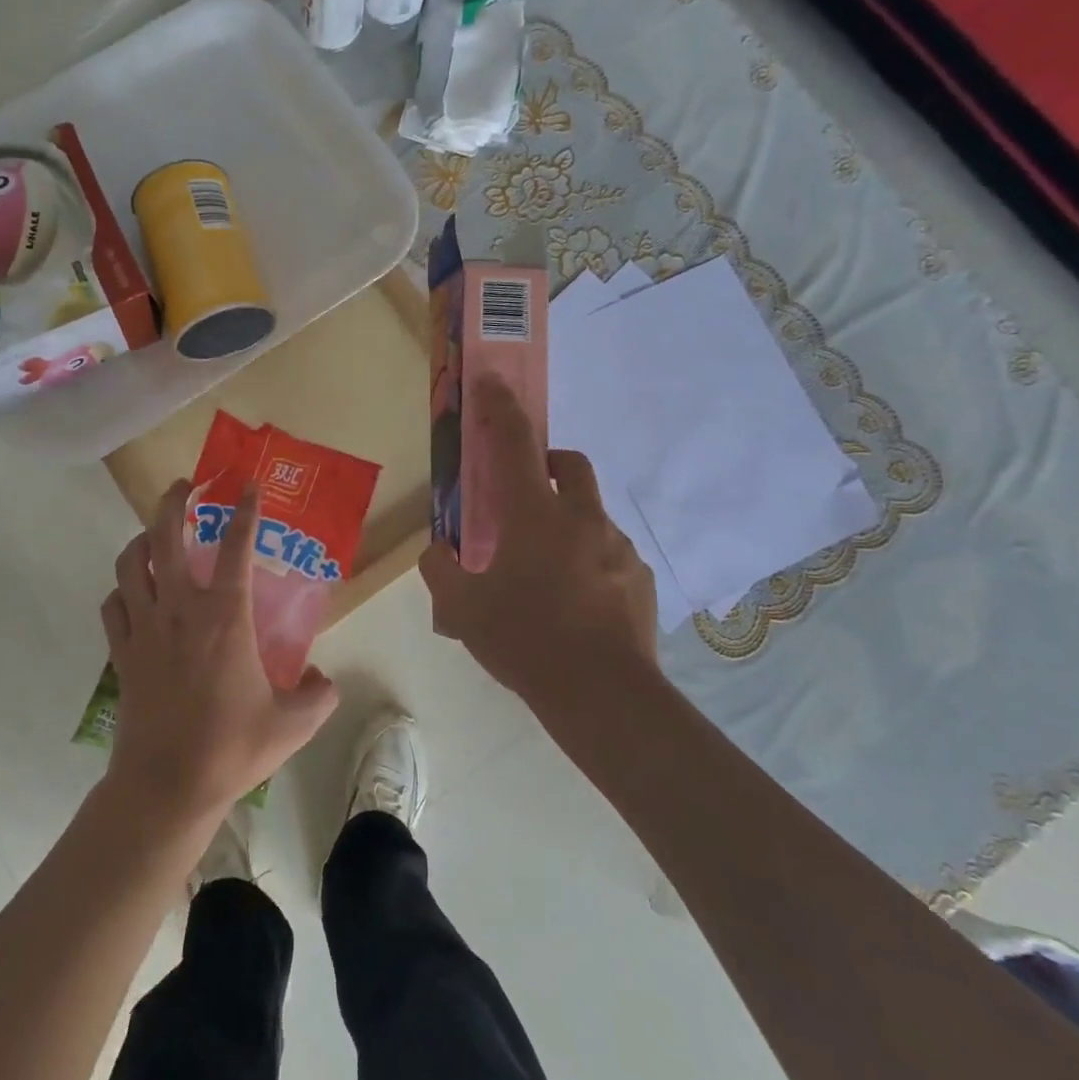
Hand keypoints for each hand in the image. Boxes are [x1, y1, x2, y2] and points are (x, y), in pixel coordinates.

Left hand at [101, 479, 338, 828]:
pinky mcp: (121, 653)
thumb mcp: (293, 724)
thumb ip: (319, 696)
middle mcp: (179, 610)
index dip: (245, 511)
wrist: (166, 787)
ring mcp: (143, 628)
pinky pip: (112, 605)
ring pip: (130, 563)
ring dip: (141, 539)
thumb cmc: (231, 748)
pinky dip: (121, 589)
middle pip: (165, 537)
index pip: (236, 547)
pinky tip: (133, 592)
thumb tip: (323, 679)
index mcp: (225, 617)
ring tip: (155, 533)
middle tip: (184, 486)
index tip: (249, 486)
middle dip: (173, 502)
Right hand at [419, 377, 659, 708]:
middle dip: (547, 461)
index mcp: (534, 515)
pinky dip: (589, 560)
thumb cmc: (525, 640)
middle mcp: (581, 519)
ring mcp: (617, 548)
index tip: (493, 382)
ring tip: (545, 570)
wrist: (603, 696)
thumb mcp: (461, 609)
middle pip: (569, 463)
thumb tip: (438, 552)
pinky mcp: (640, 579)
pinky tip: (575, 602)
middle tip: (524, 492)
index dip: (501, 408)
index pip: (515, 444)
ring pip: (590, 513)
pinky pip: (609, 554)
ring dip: (567, 521)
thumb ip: (441, 570)